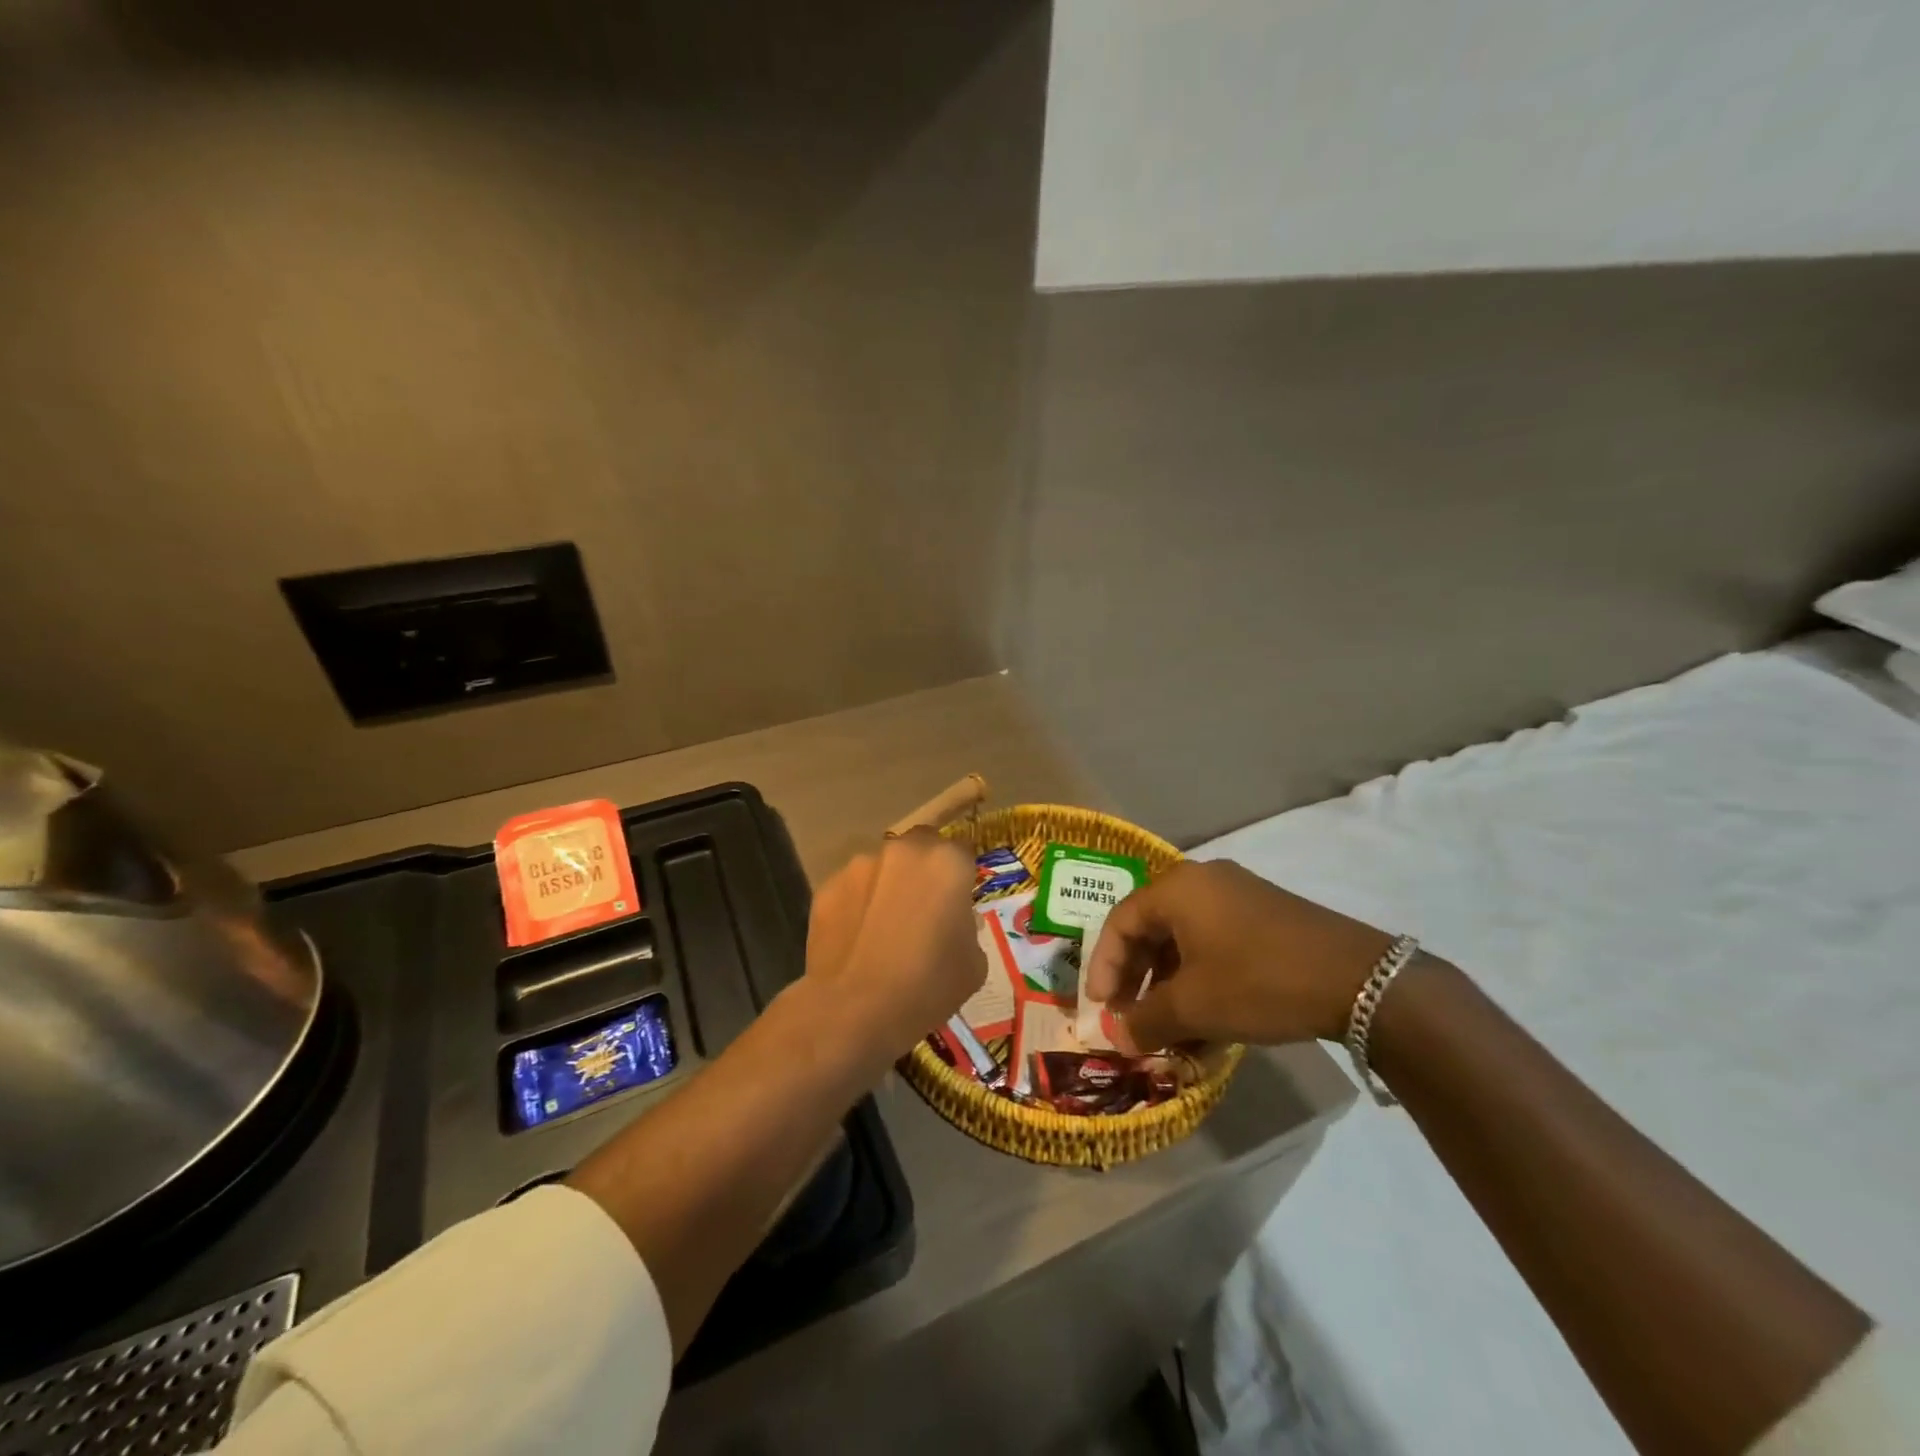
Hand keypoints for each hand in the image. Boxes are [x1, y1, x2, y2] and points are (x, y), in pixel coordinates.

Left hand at [803, 828, 984, 1061]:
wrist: (855, 1010)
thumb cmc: (928, 986)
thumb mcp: (973, 963)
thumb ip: (967, 927)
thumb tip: (952, 922)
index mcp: (947, 862)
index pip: (963, 853)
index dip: (961, 876)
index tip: (958, 901)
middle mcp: (904, 851)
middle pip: (920, 847)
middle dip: (923, 869)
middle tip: (922, 908)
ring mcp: (861, 865)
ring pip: (882, 867)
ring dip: (887, 886)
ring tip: (883, 928)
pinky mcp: (827, 887)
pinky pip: (851, 889)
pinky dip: (857, 904)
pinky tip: (856, 939)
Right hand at [1083, 859, 1394, 1051]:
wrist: (1359, 979)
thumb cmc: (1259, 981)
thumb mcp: (1195, 1006)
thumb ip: (1146, 1020)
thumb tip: (1118, 1037)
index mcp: (1177, 888)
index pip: (1120, 922)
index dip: (1104, 966)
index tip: (1102, 1006)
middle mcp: (1203, 881)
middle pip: (1151, 928)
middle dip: (1137, 977)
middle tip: (1130, 1016)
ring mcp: (1238, 894)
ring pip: (1184, 938)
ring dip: (1169, 982)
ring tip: (1168, 1025)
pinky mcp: (1265, 915)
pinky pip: (1215, 942)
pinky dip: (1200, 976)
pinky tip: (1206, 1017)